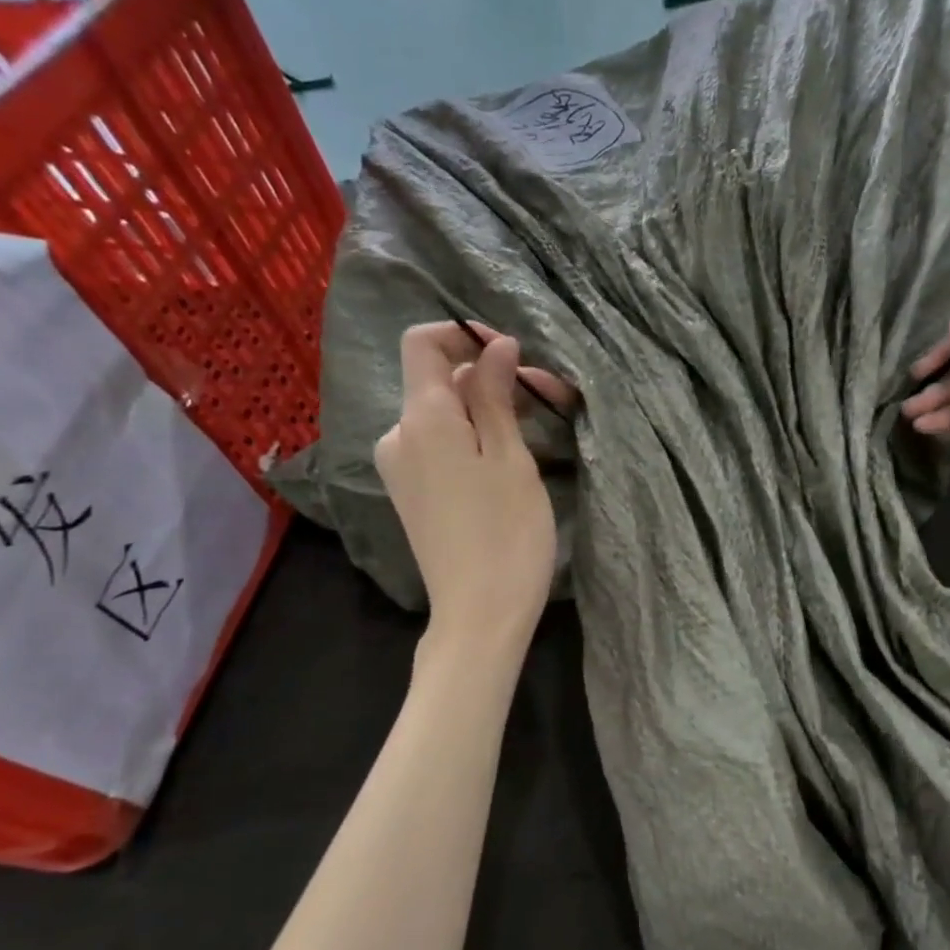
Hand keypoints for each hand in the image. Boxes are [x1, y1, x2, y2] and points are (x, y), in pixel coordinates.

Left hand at [375, 323, 574, 644]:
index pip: (422, 343)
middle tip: (550, 397)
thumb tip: (495, 346)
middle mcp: (399, 436)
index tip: (513, 353)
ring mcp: (401, 469)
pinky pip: (438, 446)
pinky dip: (471, 438)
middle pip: (439, 382)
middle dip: (491, 378)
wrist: (479, 614)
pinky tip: (508, 459)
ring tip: (538, 430)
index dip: (464, 335)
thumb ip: (495, 395)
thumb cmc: (507, 533)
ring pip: (443, 416)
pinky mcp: (411, 495)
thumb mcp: (510, 457)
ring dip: (486, 411)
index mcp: (422, 419)